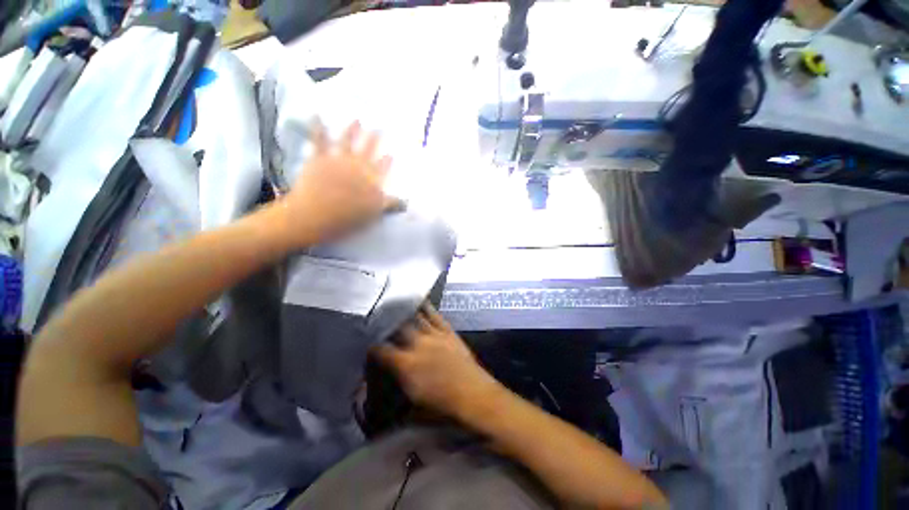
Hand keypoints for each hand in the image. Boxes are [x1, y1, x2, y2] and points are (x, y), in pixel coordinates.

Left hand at [275, 121, 401, 246]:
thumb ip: (390, 204)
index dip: (387, 160)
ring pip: (347, 141)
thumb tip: (406, 202)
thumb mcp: (375, 213)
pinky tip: (316, 115)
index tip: (391, 153)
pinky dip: (317, 127)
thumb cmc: (349, 216)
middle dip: (374, 139)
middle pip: (368, 150)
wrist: (317, 214)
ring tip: (357, 119)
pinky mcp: (319, 159)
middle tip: (379, 128)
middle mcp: (357, 166)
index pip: (382, 167)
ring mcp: (338, 160)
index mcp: (371, 179)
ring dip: (352, 130)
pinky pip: (318, 141)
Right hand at [372, 303, 500, 418]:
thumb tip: (385, 384)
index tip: (368, 344)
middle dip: (387, 323)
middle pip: (397, 327)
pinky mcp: (447, 331)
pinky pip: (435, 315)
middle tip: (380, 318)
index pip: (382, 350)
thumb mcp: (413, 402)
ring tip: (396, 304)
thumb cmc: (442, 406)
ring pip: (415, 318)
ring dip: (405, 311)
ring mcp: (434, 335)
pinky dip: (427, 307)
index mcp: (406, 364)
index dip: (372, 346)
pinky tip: (421, 301)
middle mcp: (417, 344)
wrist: (473, 394)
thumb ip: (396, 387)